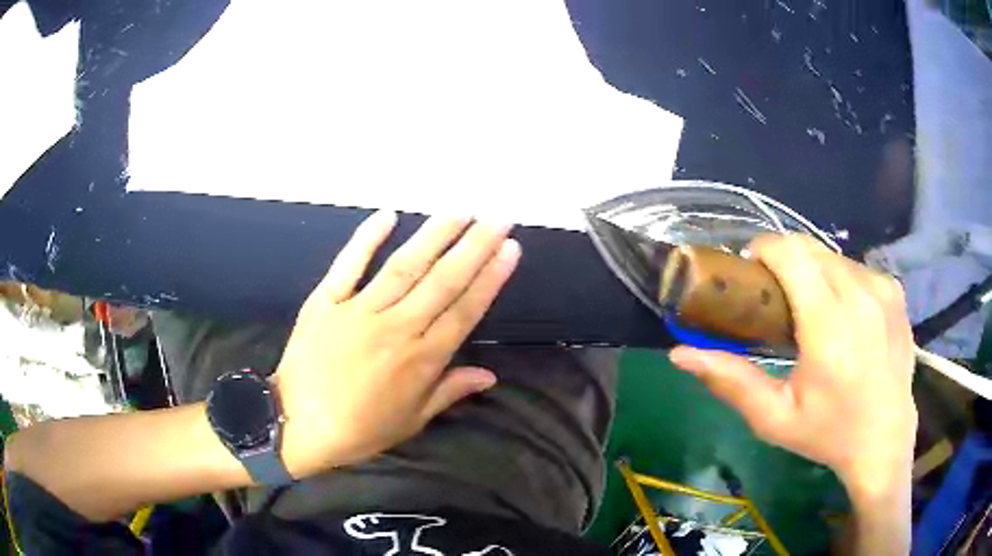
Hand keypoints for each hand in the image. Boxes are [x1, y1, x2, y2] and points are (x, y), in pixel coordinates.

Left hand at [273, 211, 520, 477]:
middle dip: (475, 247)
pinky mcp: (325, 302)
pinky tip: (388, 215)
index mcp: (421, 360)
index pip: (464, 310)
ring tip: (460, 211)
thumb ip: (449, 391)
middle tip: (498, 218)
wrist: (296, 425)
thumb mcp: (411, 422)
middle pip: (442, 281)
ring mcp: (358, 311)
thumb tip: (490, 375)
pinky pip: (348, 265)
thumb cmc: (358, 430)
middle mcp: (396, 328)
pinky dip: (367, 239)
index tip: (510, 249)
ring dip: (434, 236)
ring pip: (404, 267)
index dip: (490, 278)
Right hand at [669, 235, 916, 498]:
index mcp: (829, 325)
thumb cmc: (828, 433)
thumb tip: (680, 355)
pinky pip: (858, 269)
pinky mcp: (895, 292)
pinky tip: (844, 315)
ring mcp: (882, 289)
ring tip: (811, 309)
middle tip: (776, 296)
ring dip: (814, 271)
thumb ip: (730, 382)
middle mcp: (859, 294)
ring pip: (834, 256)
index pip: (791, 253)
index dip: (764, 250)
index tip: (753, 272)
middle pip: (810, 247)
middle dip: (786, 259)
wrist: (884, 440)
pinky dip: (841, 280)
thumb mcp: (774, 418)